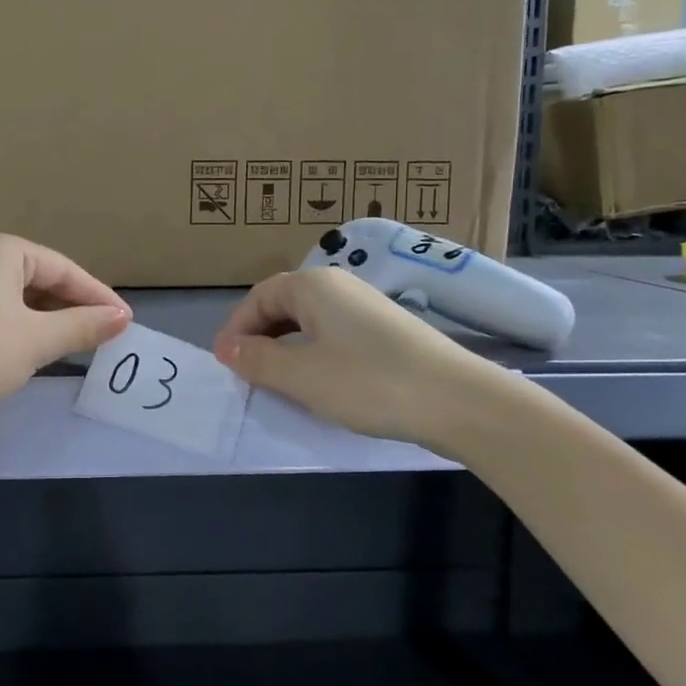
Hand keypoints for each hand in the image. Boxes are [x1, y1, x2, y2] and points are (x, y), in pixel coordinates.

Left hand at [0, 231, 130, 432]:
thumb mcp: (37, 340)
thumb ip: (83, 326)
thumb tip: (122, 319)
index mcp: (1, 248)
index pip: (63, 269)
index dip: (97, 296)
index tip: (126, 321)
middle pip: (42, 278)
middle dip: (73, 307)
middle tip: (105, 333)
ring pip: (21, 295)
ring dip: (50, 318)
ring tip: (79, 342)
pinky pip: (0, 306)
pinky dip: (24, 324)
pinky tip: (38, 345)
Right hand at [213, 266, 514, 452]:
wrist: (459, 400)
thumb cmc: (369, 382)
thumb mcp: (301, 376)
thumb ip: (258, 360)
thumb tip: (228, 347)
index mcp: (312, 286)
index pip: (257, 298)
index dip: (237, 330)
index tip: (227, 365)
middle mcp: (338, 285)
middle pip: (283, 305)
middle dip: (260, 338)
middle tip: (249, 375)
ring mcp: (366, 305)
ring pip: (309, 322)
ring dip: (287, 348)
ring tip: (281, 382)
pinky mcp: (387, 329)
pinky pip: (334, 334)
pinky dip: (315, 353)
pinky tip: (322, 382)